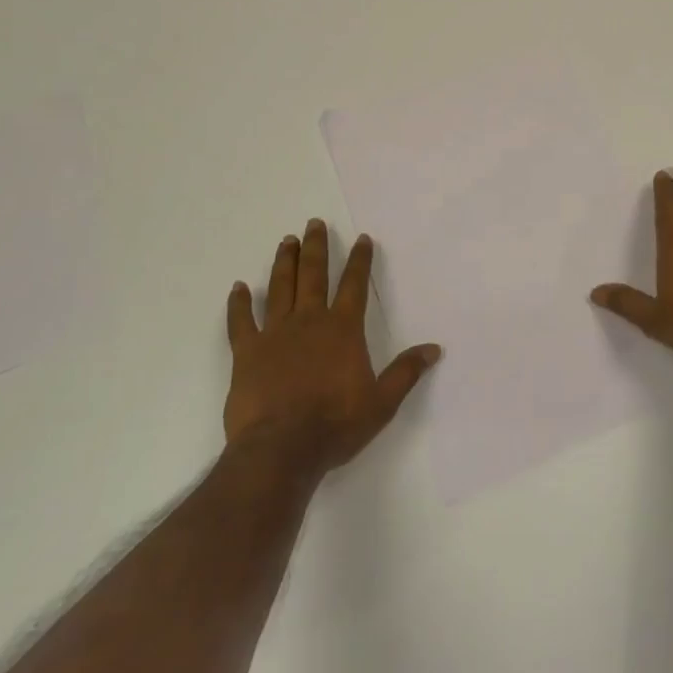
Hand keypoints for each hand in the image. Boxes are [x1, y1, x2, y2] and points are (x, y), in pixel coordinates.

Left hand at [225, 220, 441, 476]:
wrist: (282, 449)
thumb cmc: (335, 424)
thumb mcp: (381, 403)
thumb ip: (406, 372)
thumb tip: (434, 349)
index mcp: (343, 329)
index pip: (354, 285)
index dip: (359, 260)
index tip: (362, 238)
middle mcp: (310, 321)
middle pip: (313, 275)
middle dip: (316, 247)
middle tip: (314, 223)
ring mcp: (275, 334)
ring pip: (280, 287)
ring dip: (284, 262)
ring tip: (287, 240)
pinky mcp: (247, 352)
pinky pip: (241, 321)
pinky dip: (238, 303)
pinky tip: (238, 287)